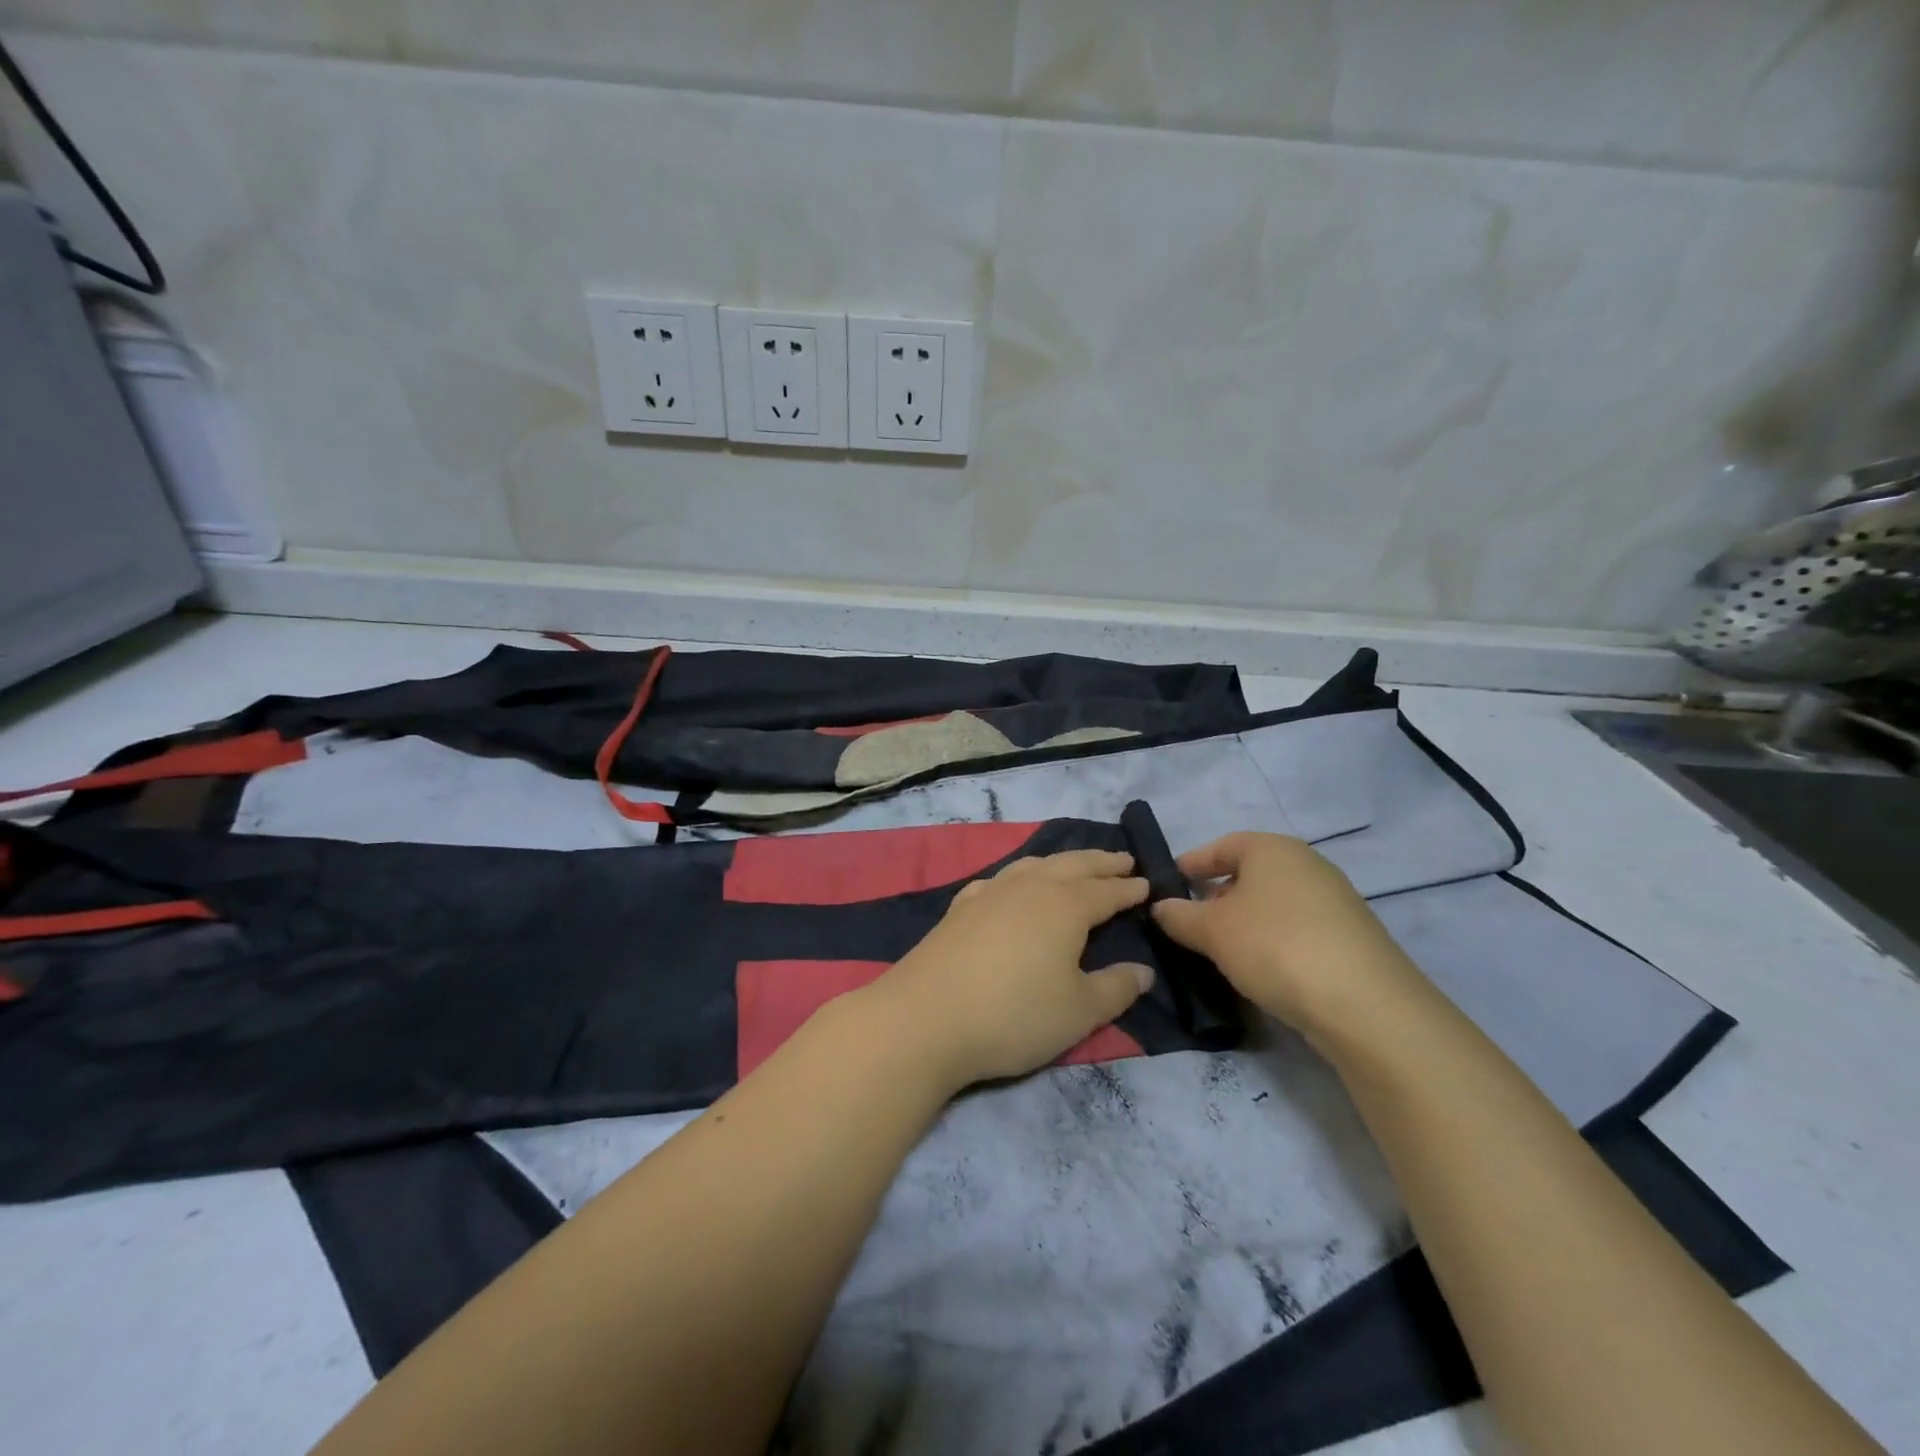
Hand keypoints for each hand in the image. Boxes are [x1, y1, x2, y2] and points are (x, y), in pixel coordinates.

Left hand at [868, 850, 1153, 1089]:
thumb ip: (1116, 988)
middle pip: (1071, 866)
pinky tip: (1010, 886)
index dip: (1128, 888)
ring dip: (1060, 862)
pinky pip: (998, 880)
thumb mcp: (1079, 1011)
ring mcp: (989, 893)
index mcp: (1064, 906)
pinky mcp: (959, 908)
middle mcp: (1028, 888)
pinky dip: (1017, 876)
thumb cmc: (1014, 1014)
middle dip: (1100, 862)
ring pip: (1033, 865)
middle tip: (1122, 859)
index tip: (1147, 883)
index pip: (1106, 891)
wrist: (926, 1018)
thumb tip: (1144, 971)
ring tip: (1074, 865)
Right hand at [1151, 833, 1420, 1040]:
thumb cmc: (1274, 946)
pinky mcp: (1351, 936)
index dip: (1191, 864)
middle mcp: (1307, 864)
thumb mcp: (1211, 931)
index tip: (1168, 886)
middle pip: (1250, 872)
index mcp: (1272, 848)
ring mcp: (1335, 900)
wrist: (1364, 1004)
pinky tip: (1262, 968)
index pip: (1221, 845)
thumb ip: (1178, 915)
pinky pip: (1297, 927)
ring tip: (1222, 949)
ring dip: (1245, 920)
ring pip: (1274, 902)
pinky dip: (1273, 939)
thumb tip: (1160, 907)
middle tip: (1191, 922)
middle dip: (1217, 894)